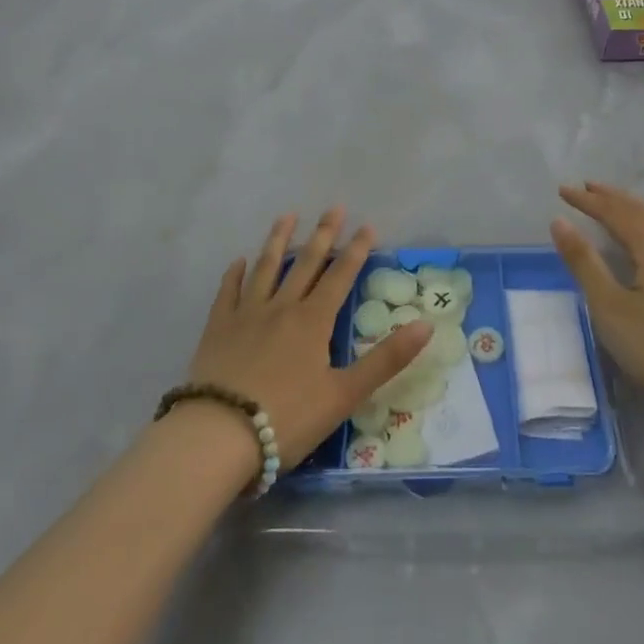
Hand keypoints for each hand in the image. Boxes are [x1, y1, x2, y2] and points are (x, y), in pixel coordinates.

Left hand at [186, 208, 431, 469]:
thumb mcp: (345, 394)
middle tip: (334, 207)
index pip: (340, 276)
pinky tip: (239, 261)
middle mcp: (281, 307)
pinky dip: (235, 274)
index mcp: (313, 321)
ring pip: (265, 268)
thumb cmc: (288, 418)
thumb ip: (386, 359)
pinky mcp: (217, 329)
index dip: (356, 250)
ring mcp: (246, 315)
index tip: (367, 225)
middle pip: (305, 263)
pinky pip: (228, 292)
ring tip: (287, 216)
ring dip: (278, 240)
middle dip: (323, 235)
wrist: (219, 435)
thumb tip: (426, 325)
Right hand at [550, 183, 643, 429]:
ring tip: (608, 204)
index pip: (616, 213)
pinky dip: (641, 225)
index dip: (588, 201)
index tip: (562, 191)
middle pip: (640, 212)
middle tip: (585, 187)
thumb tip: (559, 221)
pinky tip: (638, 240)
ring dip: (628, 209)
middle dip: (611, 197)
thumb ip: (583, 261)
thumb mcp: (608, 305)